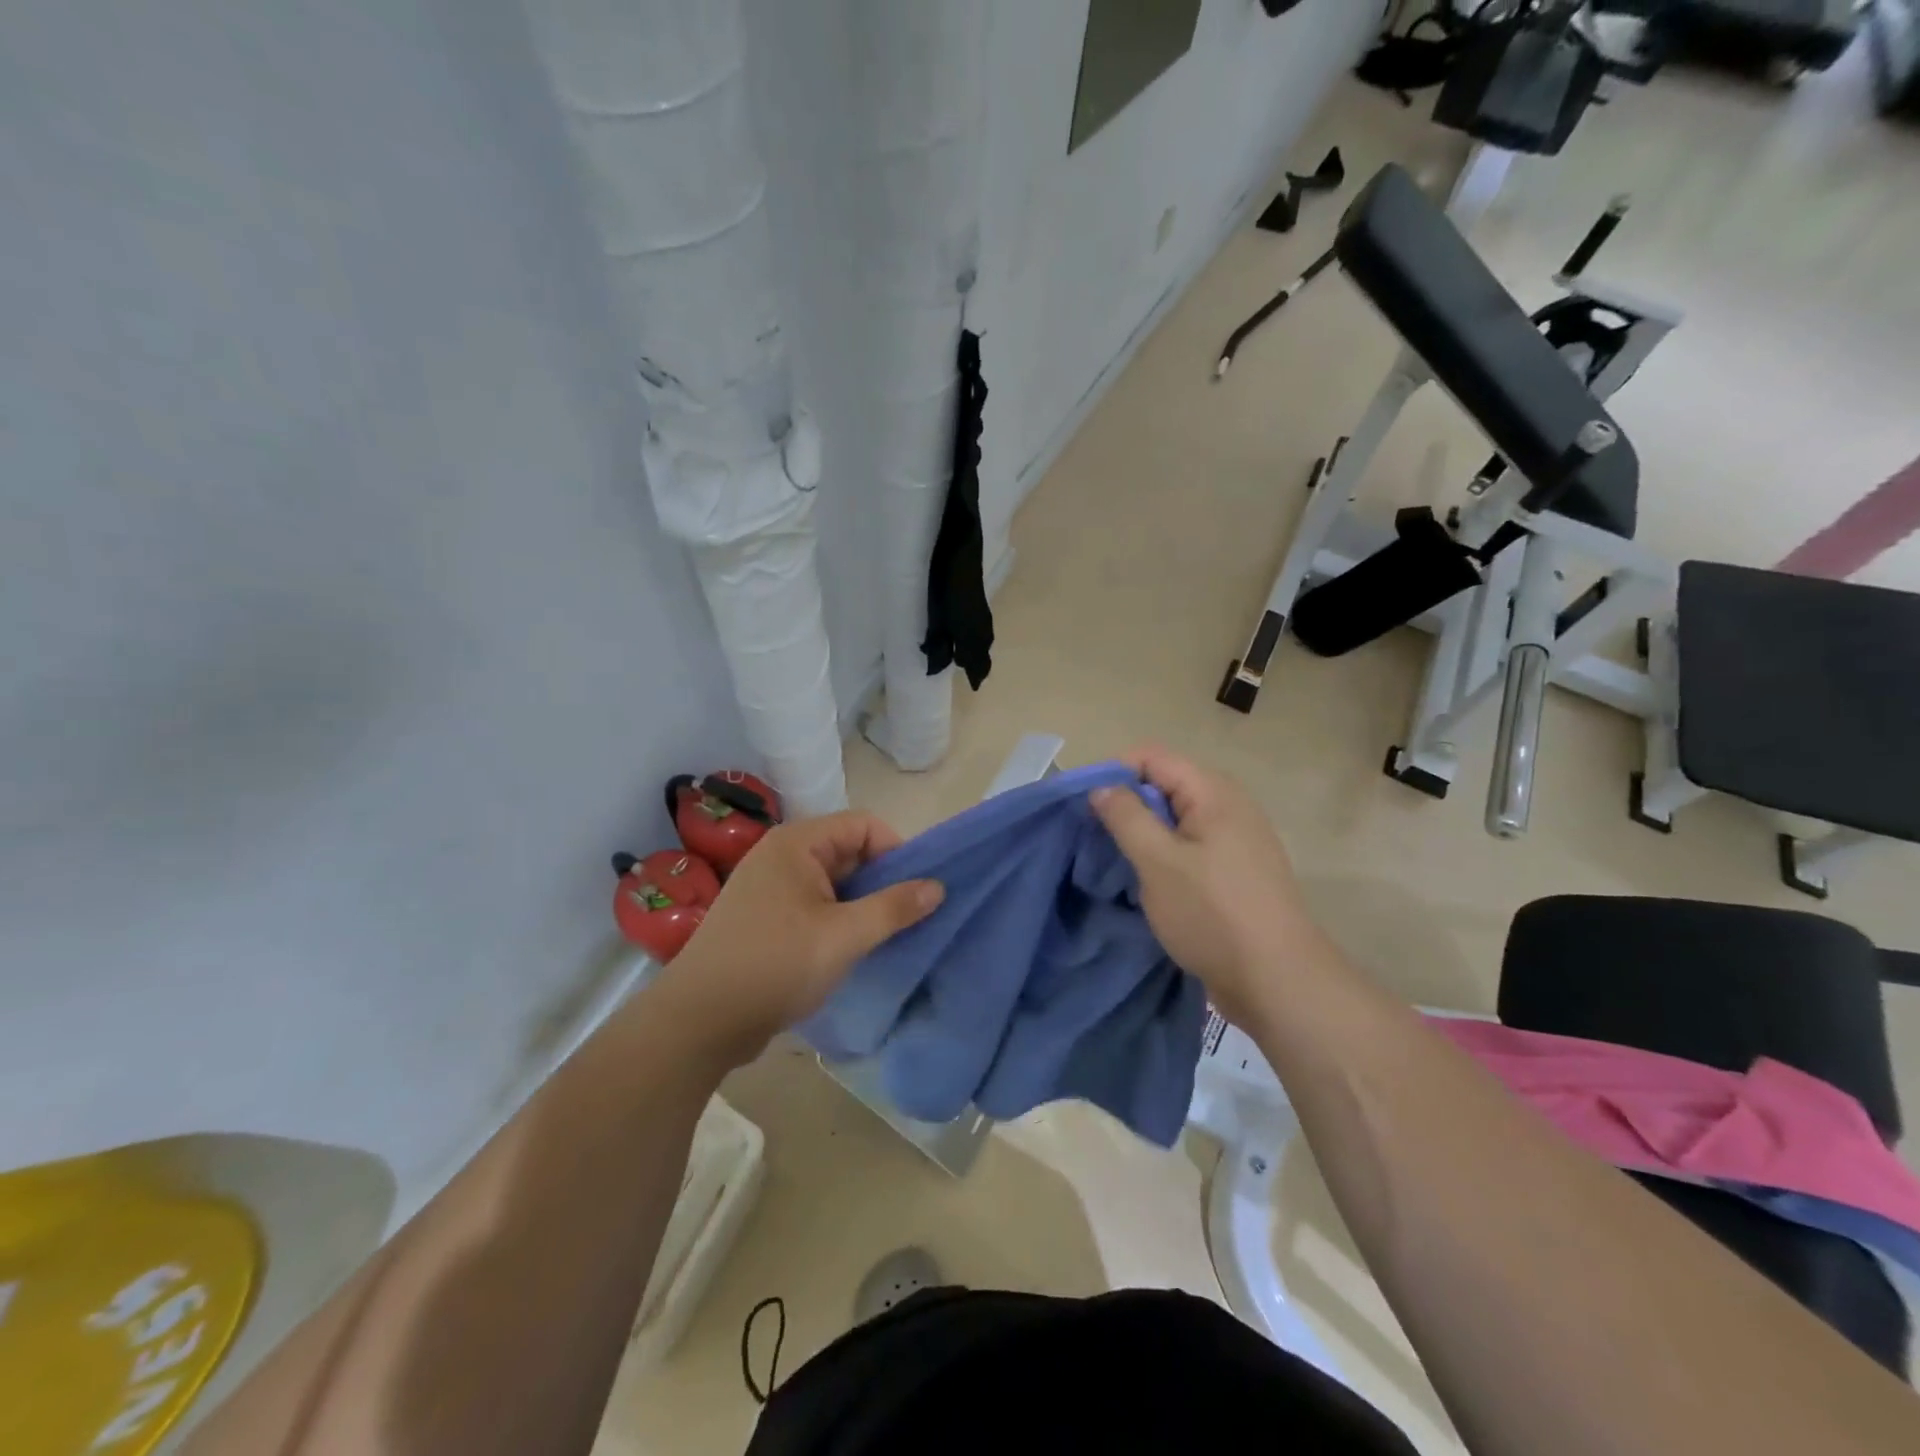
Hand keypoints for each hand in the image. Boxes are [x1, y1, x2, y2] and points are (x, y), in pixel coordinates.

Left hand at [646, 811, 943, 1069]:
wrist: (698, 1022)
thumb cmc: (775, 965)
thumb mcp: (844, 936)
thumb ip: (894, 908)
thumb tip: (937, 886)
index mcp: (796, 843)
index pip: (863, 825)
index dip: (896, 851)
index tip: (917, 890)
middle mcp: (781, 855)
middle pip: (848, 851)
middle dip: (881, 880)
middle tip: (907, 917)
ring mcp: (769, 888)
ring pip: (832, 882)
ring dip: (861, 903)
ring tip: (884, 935)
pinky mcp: (764, 918)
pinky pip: (813, 904)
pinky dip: (837, 919)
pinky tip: (850, 949)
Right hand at [1091, 746, 1336, 1027]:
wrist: (1278, 981)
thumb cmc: (1212, 914)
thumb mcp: (1157, 862)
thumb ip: (1126, 817)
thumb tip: (1102, 788)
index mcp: (1213, 791)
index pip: (1151, 756)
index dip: (1112, 772)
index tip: (1083, 807)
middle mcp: (1229, 805)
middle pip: (1164, 783)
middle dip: (1126, 804)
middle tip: (1096, 838)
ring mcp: (1236, 839)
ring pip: (1175, 818)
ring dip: (1143, 833)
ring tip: (1117, 862)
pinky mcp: (1235, 870)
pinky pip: (1189, 845)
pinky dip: (1163, 854)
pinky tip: (1148, 882)